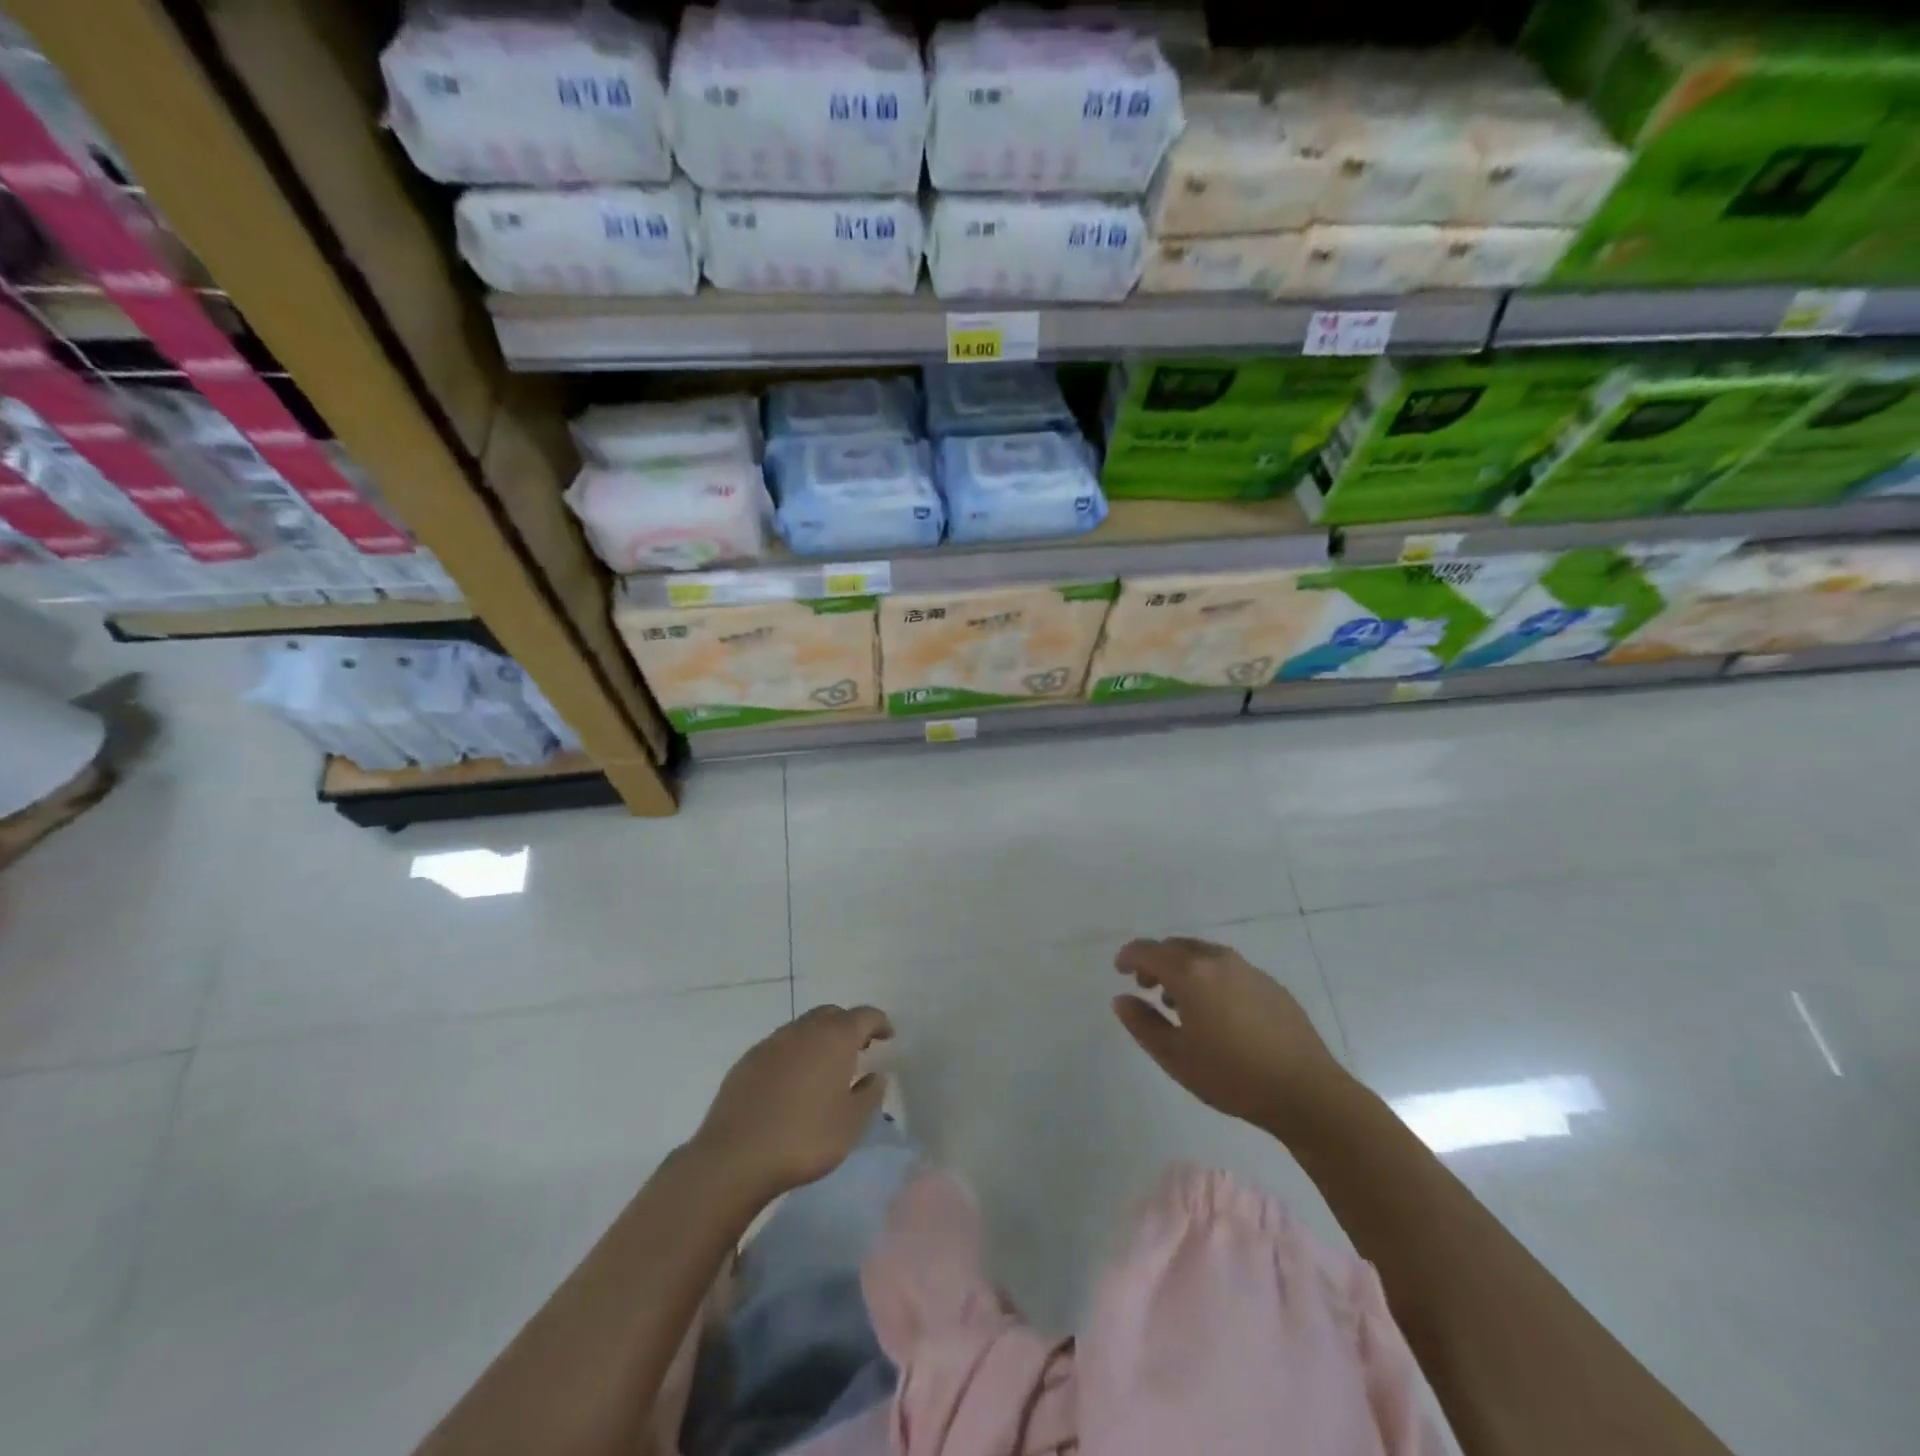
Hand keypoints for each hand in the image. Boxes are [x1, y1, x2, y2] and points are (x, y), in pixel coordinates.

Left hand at [691, 1004, 892, 1198]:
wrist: (735, 1157)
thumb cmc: (804, 1138)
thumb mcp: (851, 1124)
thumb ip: (869, 1095)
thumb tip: (875, 1076)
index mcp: (835, 1038)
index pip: (865, 1015)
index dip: (879, 1023)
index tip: (888, 1037)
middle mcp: (804, 1030)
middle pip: (832, 1014)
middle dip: (848, 1026)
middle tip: (858, 1050)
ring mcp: (772, 1042)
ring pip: (804, 1027)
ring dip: (819, 1039)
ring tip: (825, 1068)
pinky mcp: (748, 1059)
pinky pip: (780, 1045)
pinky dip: (794, 1054)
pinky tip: (793, 1083)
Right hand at [1113, 936, 1346, 1128]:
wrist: (1306, 1091)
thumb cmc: (1232, 1076)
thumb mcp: (1175, 1057)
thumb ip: (1142, 1024)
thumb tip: (1122, 999)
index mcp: (1191, 973)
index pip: (1148, 950)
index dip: (1128, 956)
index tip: (1119, 971)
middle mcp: (1218, 960)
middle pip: (1176, 947)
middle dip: (1156, 962)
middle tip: (1147, 988)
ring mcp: (1248, 969)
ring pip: (1204, 955)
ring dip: (1184, 969)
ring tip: (1181, 1004)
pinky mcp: (1271, 984)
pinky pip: (1228, 969)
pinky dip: (1211, 978)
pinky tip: (1218, 1013)